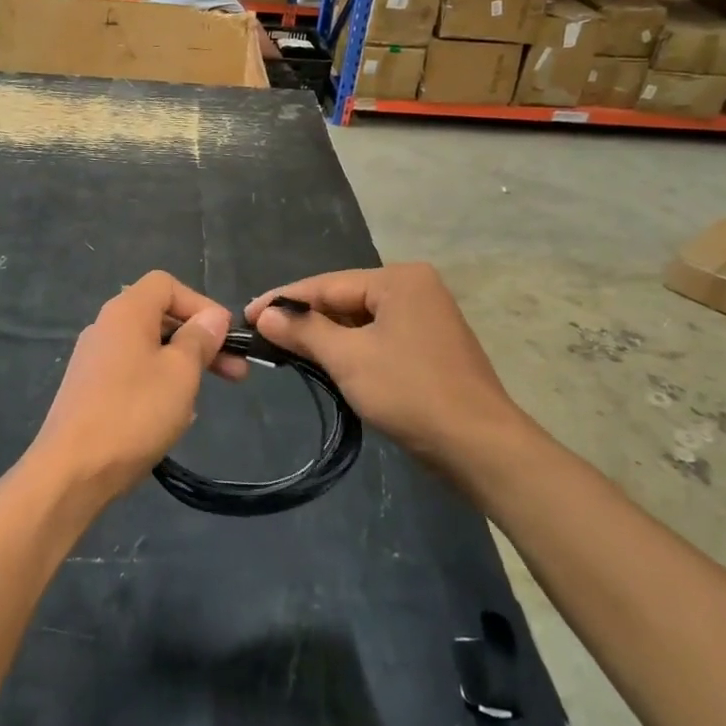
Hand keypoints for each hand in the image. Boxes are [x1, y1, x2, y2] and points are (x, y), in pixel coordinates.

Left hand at [28, 272, 245, 503]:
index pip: (167, 284)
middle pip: (159, 317)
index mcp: (126, 312)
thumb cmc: (134, 413)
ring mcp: (93, 359)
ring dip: (181, 366)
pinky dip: (157, 385)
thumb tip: (212, 316)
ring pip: (147, 349)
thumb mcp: (180, 373)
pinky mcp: (88, 389)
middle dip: (199, 341)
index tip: (225, 337)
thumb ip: (199, 339)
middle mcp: (105, 326)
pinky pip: (132, 374)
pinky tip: (171, 417)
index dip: (200, 304)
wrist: (72, 470)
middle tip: (235, 373)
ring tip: (201, 400)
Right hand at [245, 264, 533, 492]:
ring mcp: (425, 317)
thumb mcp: (348, 358)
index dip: (283, 300)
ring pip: (360, 320)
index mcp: (399, 279)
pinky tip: (325, 361)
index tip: (247, 315)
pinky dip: (350, 348)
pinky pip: (377, 337)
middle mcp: (415, 288)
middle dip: (304, 318)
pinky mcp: (429, 345)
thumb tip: (265, 314)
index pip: (326, 283)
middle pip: (344, 299)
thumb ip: (304, 331)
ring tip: (285, 348)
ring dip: (325, 336)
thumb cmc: (410, 392)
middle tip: (263, 335)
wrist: (478, 445)